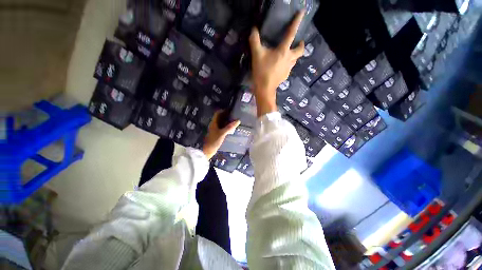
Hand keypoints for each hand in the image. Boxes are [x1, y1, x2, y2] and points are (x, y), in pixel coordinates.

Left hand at [202, 111, 240, 159]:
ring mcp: (215, 130)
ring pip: (221, 123)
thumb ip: (229, 127)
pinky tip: (231, 128)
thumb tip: (238, 120)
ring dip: (227, 122)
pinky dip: (227, 127)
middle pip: (220, 118)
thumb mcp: (222, 133)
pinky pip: (222, 128)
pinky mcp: (217, 134)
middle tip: (234, 115)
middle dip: (226, 116)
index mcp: (213, 123)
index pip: (218, 113)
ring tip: (234, 121)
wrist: (208, 150)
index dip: (223, 110)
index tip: (230, 110)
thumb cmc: (214, 141)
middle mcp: (214, 125)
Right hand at [249, 11, 305, 116]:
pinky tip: (281, 66)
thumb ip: (255, 40)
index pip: (291, 33)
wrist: (265, 89)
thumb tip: (253, 30)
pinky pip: (289, 67)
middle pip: (300, 50)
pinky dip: (287, 64)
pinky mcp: (286, 76)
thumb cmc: (262, 71)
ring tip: (288, 55)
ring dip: (294, 55)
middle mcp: (289, 59)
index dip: (297, 22)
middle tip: (298, 43)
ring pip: (295, 60)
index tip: (302, 13)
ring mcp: (288, 68)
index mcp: (283, 51)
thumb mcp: (256, 55)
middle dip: (301, 45)